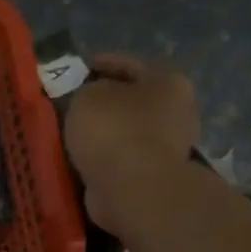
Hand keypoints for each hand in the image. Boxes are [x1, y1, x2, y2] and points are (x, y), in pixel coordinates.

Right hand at [64, 54, 199, 230]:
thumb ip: (87, 90)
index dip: (102, 63)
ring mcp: (169, 146)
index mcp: (168, 82)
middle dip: (105, 101)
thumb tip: (91, 98)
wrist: (134, 189)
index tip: (79, 68)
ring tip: (73, 133)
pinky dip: (105, 157)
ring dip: (104, 132)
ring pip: (127, 130)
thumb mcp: (88, 96)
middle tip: (74, 103)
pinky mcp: (155, 176)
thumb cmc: (114, 131)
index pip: (129, 64)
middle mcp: (177, 111)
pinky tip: (83, 158)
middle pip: (132, 99)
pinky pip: (123, 158)